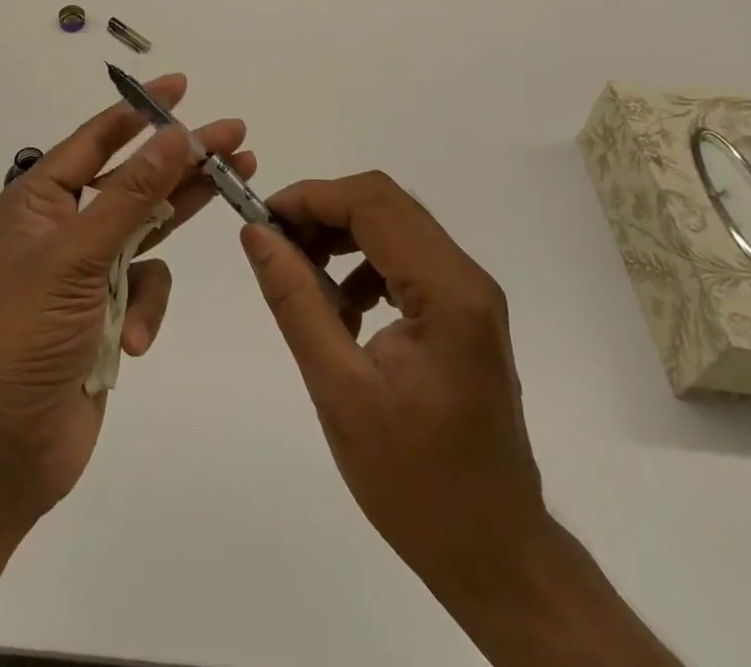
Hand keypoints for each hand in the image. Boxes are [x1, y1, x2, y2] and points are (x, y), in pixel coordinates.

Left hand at [0, 74, 252, 521]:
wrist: (3, 450)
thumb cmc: (26, 337)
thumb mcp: (78, 256)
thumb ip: (131, 195)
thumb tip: (174, 135)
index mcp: (37, 202)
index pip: (95, 139)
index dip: (139, 110)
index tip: (180, 87)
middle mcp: (61, 227)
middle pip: (132, 179)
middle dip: (181, 158)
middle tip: (234, 135)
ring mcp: (85, 270)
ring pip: (146, 227)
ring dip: (183, 213)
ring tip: (240, 178)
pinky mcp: (105, 310)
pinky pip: (144, 287)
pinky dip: (145, 308)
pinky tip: (134, 337)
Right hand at [238, 171, 551, 615]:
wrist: (494, 553)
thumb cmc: (416, 483)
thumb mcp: (339, 390)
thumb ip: (296, 301)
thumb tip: (256, 233)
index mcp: (448, 293)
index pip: (372, 204)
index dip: (310, 198)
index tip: (261, 221)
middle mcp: (467, 278)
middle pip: (385, 204)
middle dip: (322, 211)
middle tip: (275, 244)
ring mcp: (469, 295)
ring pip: (393, 225)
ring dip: (340, 234)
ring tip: (301, 276)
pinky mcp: (462, 312)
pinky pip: (404, 258)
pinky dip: (361, 263)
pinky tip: (340, 308)